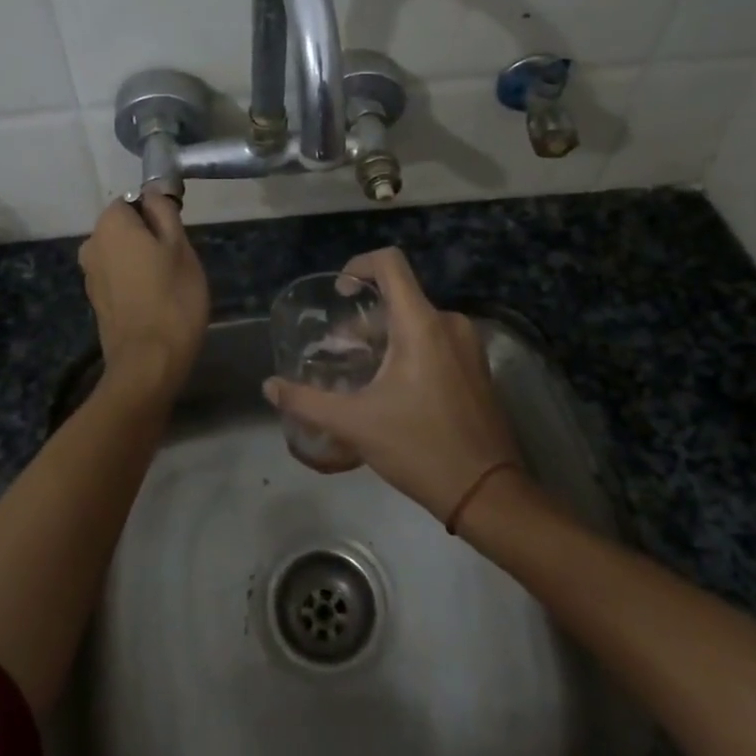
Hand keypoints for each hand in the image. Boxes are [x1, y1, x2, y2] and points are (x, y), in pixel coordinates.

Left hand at [77, 194, 208, 397]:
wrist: (149, 362)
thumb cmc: (172, 297)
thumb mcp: (180, 246)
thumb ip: (164, 212)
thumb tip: (152, 193)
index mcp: (110, 224)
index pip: (133, 201)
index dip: (157, 214)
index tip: (177, 236)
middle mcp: (92, 244)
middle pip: (125, 228)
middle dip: (149, 238)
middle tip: (178, 262)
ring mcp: (90, 275)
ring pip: (122, 254)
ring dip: (142, 261)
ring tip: (170, 284)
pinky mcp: (96, 301)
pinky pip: (118, 277)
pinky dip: (134, 282)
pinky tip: (155, 301)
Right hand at [263, 248, 523, 522]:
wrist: (487, 492)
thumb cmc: (419, 448)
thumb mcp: (355, 424)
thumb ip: (306, 401)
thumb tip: (269, 386)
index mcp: (421, 324)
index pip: (389, 263)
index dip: (358, 265)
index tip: (339, 293)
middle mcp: (448, 324)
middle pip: (399, 298)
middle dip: (363, 319)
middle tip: (338, 351)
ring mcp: (467, 345)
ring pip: (417, 321)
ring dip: (384, 337)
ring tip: (359, 372)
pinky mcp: (476, 367)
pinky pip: (436, 340)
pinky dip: (408, 350)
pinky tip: (390, 388)